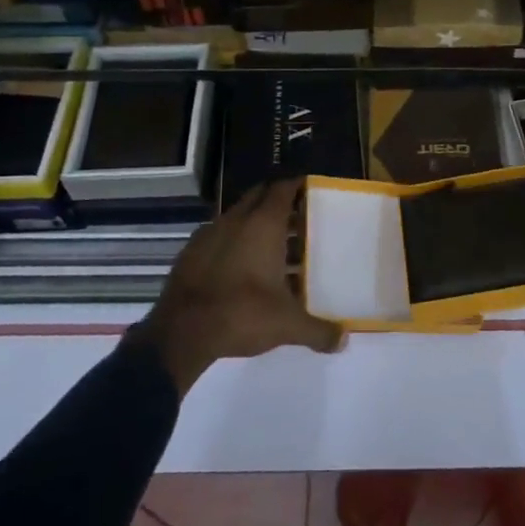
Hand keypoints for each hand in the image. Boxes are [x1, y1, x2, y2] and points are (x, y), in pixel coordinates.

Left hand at [133, 179, 344, 395]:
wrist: (180, 332)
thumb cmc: (241, 314)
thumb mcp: (287, 325)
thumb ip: (318, 330)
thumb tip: (344, 340)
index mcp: (263, 224)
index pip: (282, 188)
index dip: (297, 185)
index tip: (310, 189)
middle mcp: (236, 220)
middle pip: (260, 197)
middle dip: (277, 202)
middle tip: (297, 218)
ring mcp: (210, 234)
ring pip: (238, 216)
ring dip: (255, 224)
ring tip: (273, 247)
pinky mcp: (190, 252)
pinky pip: (219, 236)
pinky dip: (233, 242)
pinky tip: (240, 267)